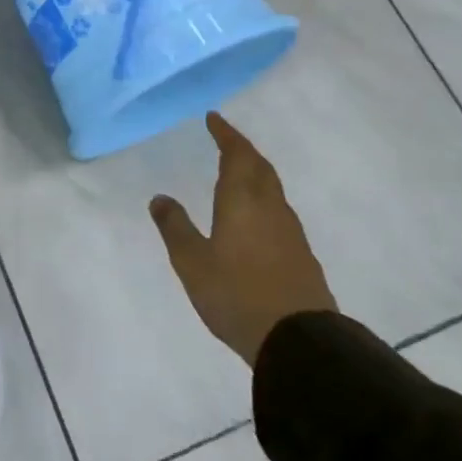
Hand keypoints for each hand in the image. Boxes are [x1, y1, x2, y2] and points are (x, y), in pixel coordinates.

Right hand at [149, 113, 337, 367]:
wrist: (299, 342)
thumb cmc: (236, 294)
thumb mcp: (192, 262)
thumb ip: (175, 227)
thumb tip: (160, 197)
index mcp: (242, 200)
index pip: (236, 154)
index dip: (225, 134)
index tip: (214, 118)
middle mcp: (270, 207)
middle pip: (260, 167)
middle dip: (242, 149)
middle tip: (225, 139)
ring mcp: (290, 232)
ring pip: (272, 189)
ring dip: (255, 173)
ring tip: (238, 172)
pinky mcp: (302, 255)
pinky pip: (279, 211)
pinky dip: (264, 199)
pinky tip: (256, 215)